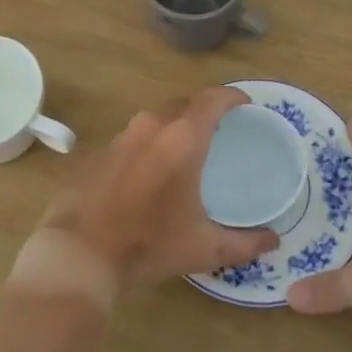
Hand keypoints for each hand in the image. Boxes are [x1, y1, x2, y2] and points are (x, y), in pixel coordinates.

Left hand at [35, 87, 279, 294]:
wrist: (79, 254)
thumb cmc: (148, 245)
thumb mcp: (203, 249)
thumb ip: (244, 244)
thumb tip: (273, 240)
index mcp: (182, 139)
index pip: (213, 99)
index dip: (232, 96)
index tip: (245, 104)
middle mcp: (151, 127)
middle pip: (184, 104)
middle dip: (204, 111)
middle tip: (219, 131)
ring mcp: (120, 137)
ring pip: (156, 119)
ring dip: (174, 127)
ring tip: (186, 150)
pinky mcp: (98, 153)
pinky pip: (133, 138)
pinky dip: (148, 146)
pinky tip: (150, 173)